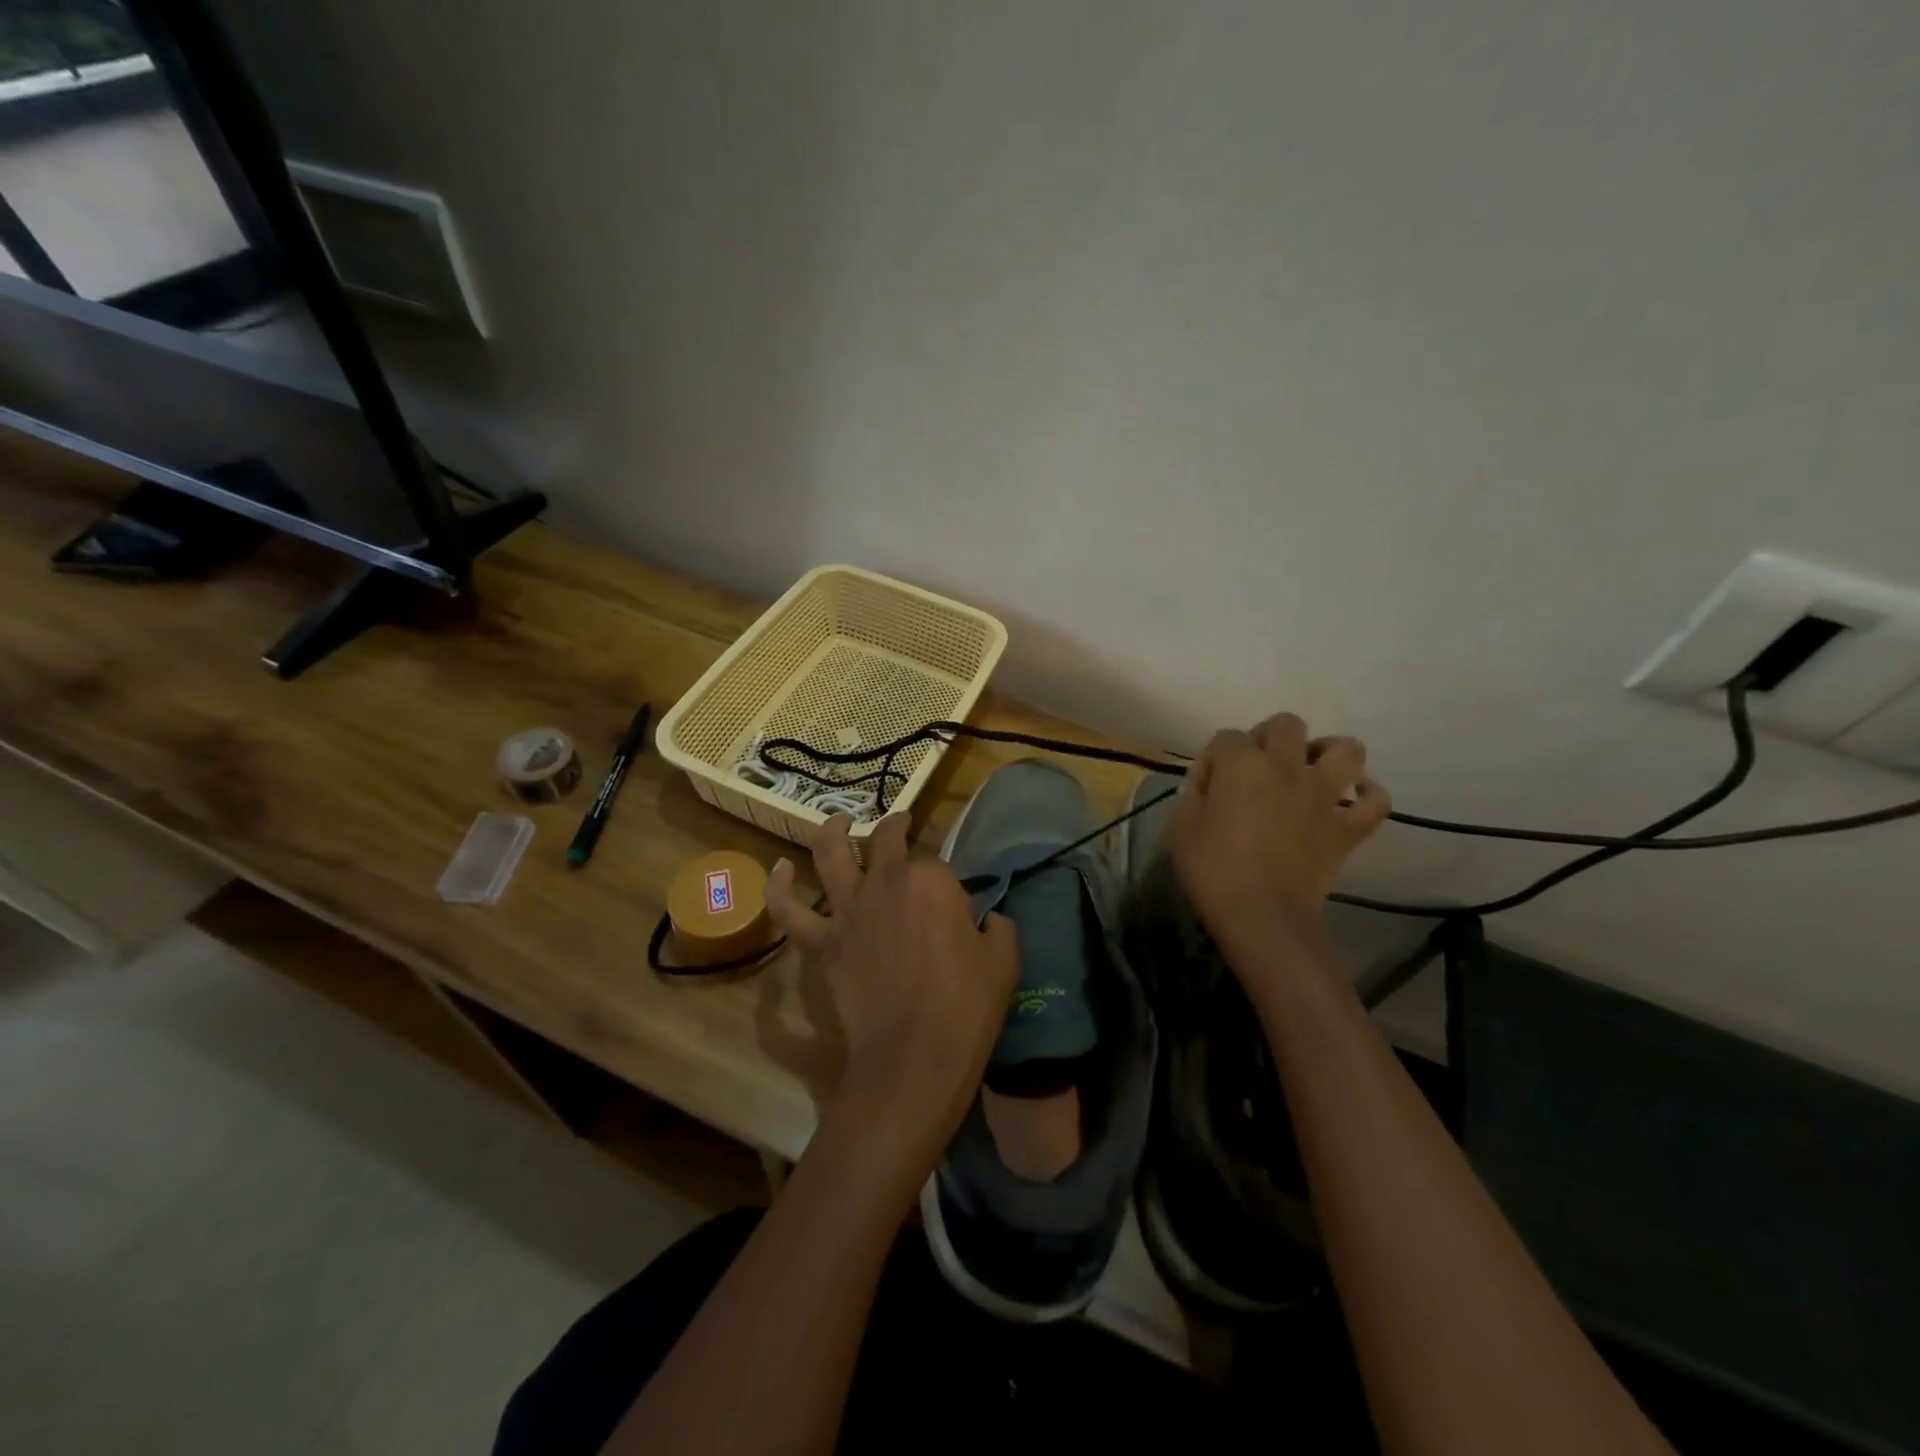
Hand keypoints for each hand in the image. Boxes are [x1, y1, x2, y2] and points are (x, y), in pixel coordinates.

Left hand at [765, 813, 1018, 1174]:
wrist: (914, 1056)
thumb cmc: (967, 1006)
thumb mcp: (1004, 959)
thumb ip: (997, 926)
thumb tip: (987, 919)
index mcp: (931, 879)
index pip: (936, 863)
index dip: (946, 882)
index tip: (954, 904)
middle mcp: (885, 881)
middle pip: (885, 840)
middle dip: (896, 828)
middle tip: (902, 825)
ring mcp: (848, 910)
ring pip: (830, 854)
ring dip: (833, 830)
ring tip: (838, 821)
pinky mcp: (822, 943)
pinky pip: (790, 910)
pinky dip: (779, 887)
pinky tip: (779, 869)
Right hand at [1166, 713, 1390, 955]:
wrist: (1261, 916)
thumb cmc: (1212, 869)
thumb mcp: (1179, 826)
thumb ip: (1193, 794)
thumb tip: (1209, 783)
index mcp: (1242, 764)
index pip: (1225, 738)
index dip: (1213, 759)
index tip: (1205, 787)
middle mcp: (1287, 767)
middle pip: (1286, 725)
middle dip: (1268, 737)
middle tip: (1256, 767)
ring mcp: (1324, 796)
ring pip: (1345, 749)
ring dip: (1327, 753)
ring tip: (1310, 770)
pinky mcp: (1348, 828)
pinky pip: (1376, 801)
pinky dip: (1368, 795)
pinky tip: (1352, 799)